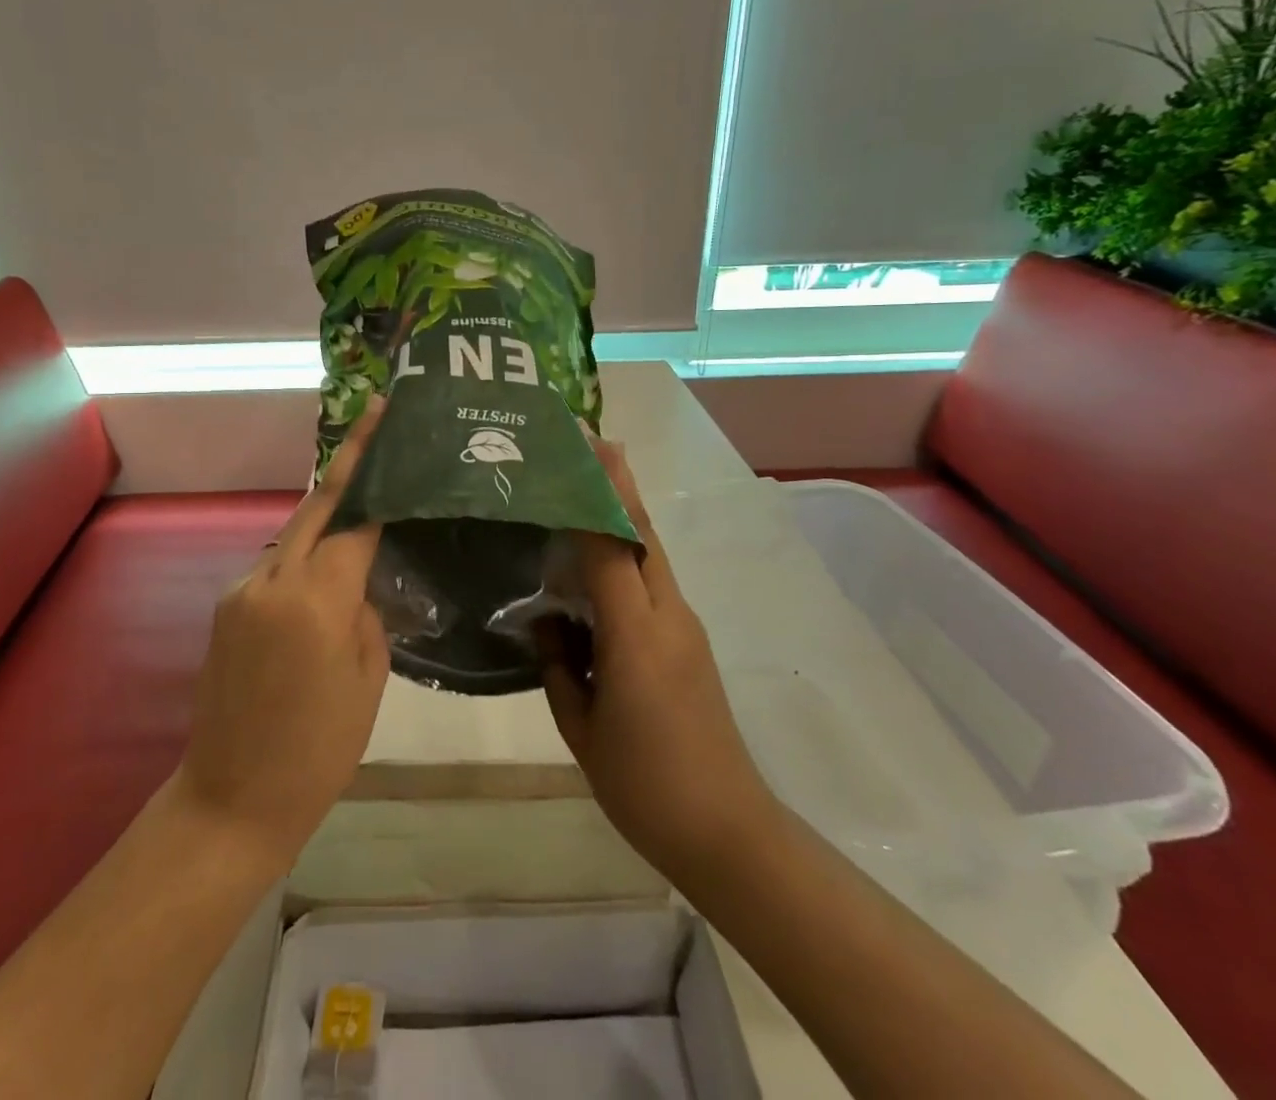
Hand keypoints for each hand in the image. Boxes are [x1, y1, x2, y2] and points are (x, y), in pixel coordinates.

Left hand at [174, 399, 389, 867]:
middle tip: (374, 421)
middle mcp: (272, 581)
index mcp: (315, 600)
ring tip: (362, 502)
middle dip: (347, 462)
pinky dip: (304, 555)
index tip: (389, 432)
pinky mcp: (227, 607)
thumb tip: (358, 581)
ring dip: (326, 514)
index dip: (376, 477)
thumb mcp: (368, 680)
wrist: (231, 799)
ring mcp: (242, 591)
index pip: (354, 521)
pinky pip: (275, 565)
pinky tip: (325, 571)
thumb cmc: (318, 750)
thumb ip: (365, 612)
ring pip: (293, 535)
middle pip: (316, 507)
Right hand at [537, 439, 777, 888]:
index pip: (611, 545)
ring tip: (582, 495)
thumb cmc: (644, 783)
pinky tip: (594, 571)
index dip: (595, 494)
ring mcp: (685, 628)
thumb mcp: (580, 727)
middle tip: (590, 445)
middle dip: (619, 485)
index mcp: (637, 634)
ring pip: (649, 556)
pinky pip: (652, 586)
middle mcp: (668, 616)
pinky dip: (625, 560)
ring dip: (621, 519)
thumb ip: (557, 665)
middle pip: (642, 534)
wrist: (727, 831)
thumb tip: (548, 623)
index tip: (581, 448)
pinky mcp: (690, 644)